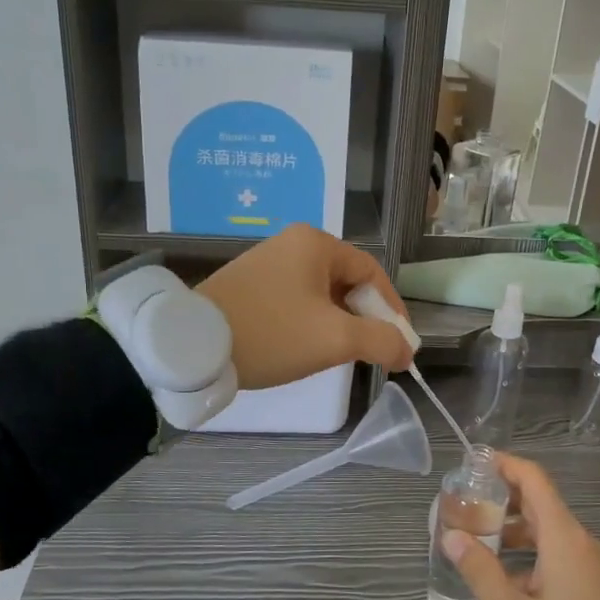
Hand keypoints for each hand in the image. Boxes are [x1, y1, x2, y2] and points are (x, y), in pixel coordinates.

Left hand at [198, 224, 415, 389]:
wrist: (193, 347)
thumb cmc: (272, 334)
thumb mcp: (335, 339)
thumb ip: (381, 341)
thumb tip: (406, 351)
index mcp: (316, 243)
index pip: (372, 273)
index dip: (392, 311)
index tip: (400, 346)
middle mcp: (292, 244)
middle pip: (347, 282)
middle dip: (365, 319)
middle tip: (371, 353)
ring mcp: (266, 263)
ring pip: (321, 294)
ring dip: (338, 323)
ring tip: (340, 355)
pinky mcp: (248, 286)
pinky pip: (295, 301)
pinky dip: (311, 323)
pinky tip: (306, 348)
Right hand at [443, 452, 599, 599]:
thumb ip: (480, 570)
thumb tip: (452, 536)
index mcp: (564, 540)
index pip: (534, 480)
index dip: (504, 465)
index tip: (473, 463)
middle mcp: (581, 544)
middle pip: (540, 503)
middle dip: (501, 498)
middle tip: (464, 503)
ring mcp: (591, 568)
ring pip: (548, 532)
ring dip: (513, 528)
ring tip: (476, 538)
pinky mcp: (594, 590)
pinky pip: (558, 555)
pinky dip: (530, 552)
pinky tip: (504, 575)